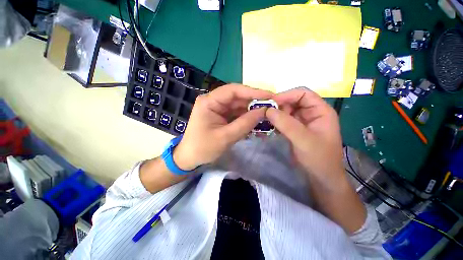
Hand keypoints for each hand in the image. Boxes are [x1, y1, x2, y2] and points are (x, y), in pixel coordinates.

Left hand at [173, 84, 272, 169]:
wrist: (190, 159)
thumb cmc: (203, 148)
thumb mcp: (225, 137)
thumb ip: (245, 123)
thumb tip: (264, 111)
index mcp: (209, 101)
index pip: (233, 90)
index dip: (253, 92)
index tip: (270, 96)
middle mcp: (214, 101)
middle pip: (238, 98)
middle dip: (255, 103)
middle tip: (273, 107)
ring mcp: (219, 109)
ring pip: (240, 107)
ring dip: (253, 112)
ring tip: (269, 117)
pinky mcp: (223, 117)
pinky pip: (238, 115)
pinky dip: (248, 120)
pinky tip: (259, 124)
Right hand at [266, 87, 344, 184]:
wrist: (320, 179)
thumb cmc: (319, 159)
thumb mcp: (303, 140)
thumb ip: (286, 123)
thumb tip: (268, 110)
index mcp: (321, 111)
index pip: (303, 94)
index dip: (287, 95)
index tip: (271, 102)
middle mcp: (311, 114)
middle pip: (293, 102)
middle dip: (278, 106)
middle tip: (264, 112)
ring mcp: (302, 122)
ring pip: (286, 112)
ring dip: (275, 115)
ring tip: (263, 119)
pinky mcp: (294, 130)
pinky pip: (283, 121)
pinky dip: (274, 122)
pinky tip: (267, 126)